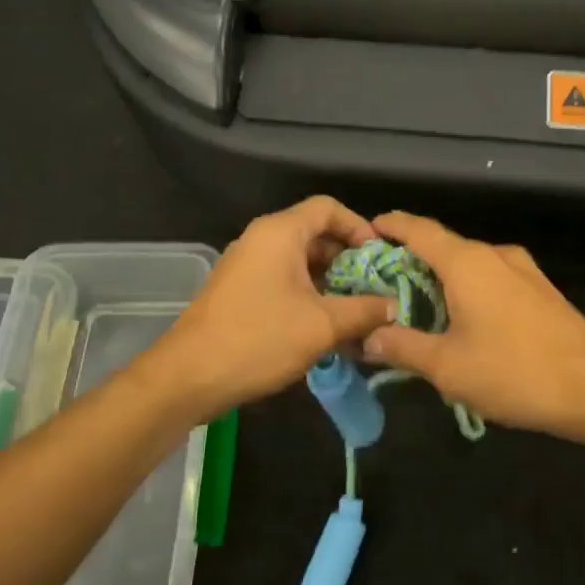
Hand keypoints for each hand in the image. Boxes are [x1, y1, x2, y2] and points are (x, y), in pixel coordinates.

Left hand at [137, 197, 397, 421]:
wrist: (189, 377)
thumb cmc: (259, 339)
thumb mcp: (322, 326)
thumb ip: (365, 311)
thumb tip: (395, 306)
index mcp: (280, 233)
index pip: (328, 207)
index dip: (359, 226)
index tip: (379, 257)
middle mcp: (261, 239)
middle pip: (314, 232)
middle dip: (348, 259)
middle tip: (374, 287)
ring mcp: (247, 264)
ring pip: (299, 259)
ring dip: (329, 280)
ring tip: (355, 310)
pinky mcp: (239, 290)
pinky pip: (282, 278)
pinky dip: (307, 293)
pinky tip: (324, 324)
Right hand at [361, 212, 584, 437]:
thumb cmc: (514, 371)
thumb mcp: (447, 366)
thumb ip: (403, 347)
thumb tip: (368, 337)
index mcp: (466, 262)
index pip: (418, 229)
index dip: (390, 226)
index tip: (366, 231)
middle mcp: (494, 254)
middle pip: (443, 246)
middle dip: (410, 260)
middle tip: (381, 284)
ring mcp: (522, 270)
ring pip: (469, 263)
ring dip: (441, 278)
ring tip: (418, 306)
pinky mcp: (540, 289)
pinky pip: (491, 278)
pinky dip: (467, 288)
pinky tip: (462, 320)